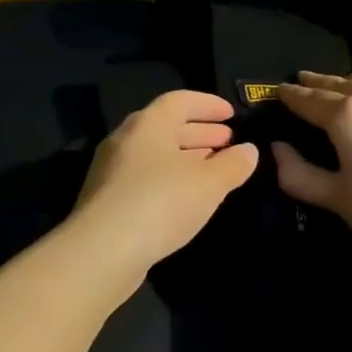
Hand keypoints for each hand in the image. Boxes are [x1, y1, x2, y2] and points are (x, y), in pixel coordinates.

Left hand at [70, 90, 258, 280]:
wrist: (102, 250)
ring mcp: (112, 170)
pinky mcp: (106, 199)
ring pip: (155, 154)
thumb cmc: (160, 203)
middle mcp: (125, 140)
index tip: (232, 113)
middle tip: (228, 141)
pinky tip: (186, 197)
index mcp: (147, 124)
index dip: (208, 104)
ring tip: (213, 168)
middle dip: (200, 132)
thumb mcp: (208, 184)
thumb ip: (232, 165)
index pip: (179, 100)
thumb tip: (248, 150)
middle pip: (166, 126)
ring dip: (186, 157)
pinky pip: (145, 177)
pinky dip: (169, 178)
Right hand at [272, 71, 351, 276]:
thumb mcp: (337, 199)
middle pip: (341, 84)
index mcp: (347, 114)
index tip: (276, 90)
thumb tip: (277, 149)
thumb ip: (298, 173)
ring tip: (340, 88)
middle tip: (302, 82)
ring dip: (351, 84)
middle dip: (319, 84)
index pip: (308, 99)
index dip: (290, 96)